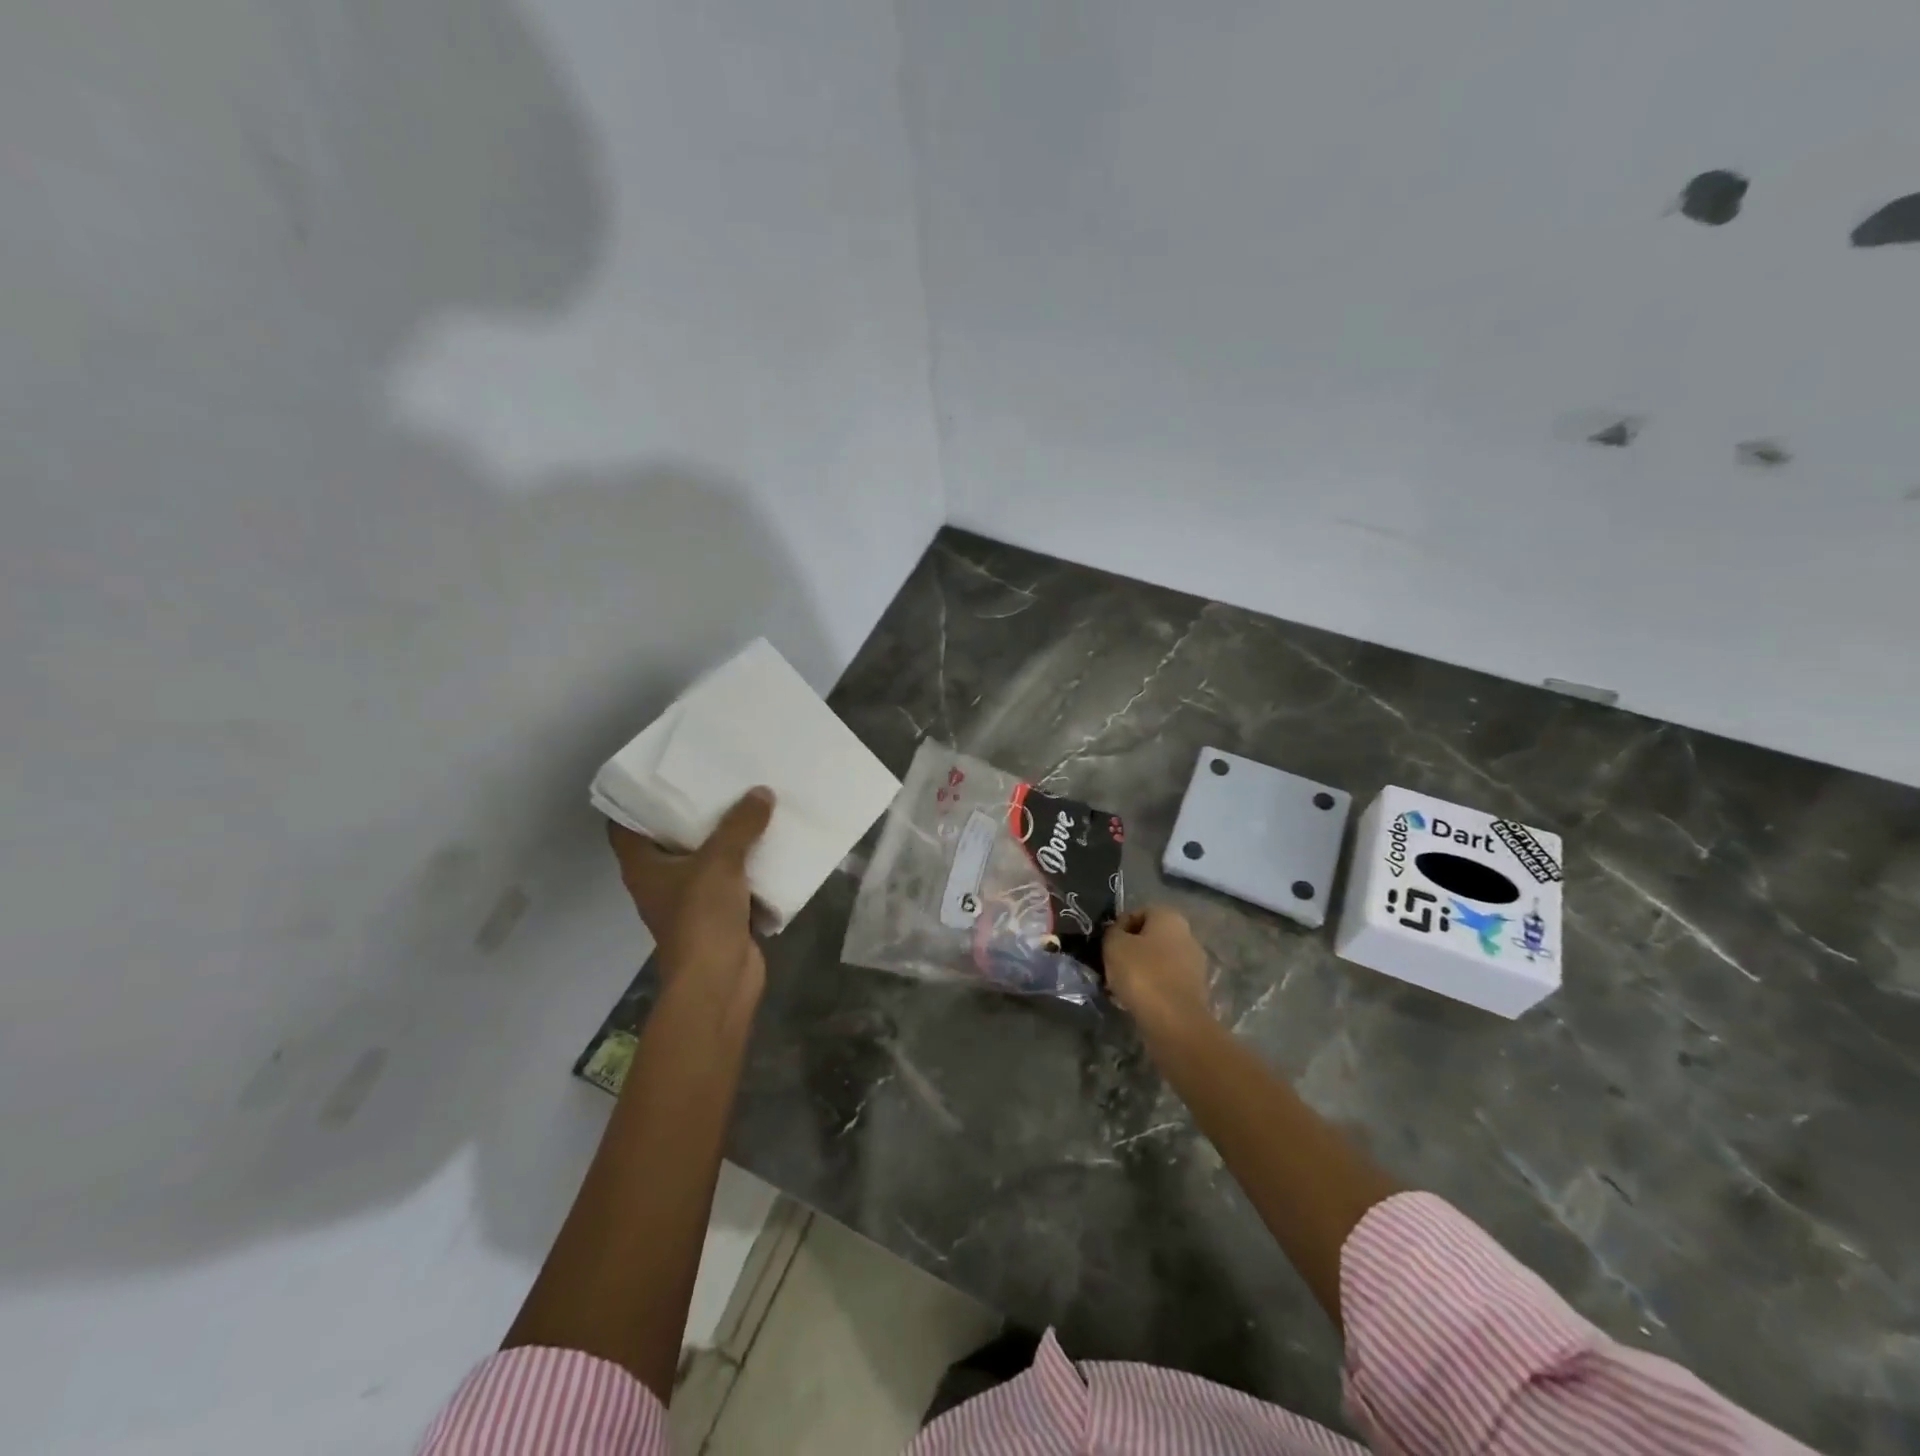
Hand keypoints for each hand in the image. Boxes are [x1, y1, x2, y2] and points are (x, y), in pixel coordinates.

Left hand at [608, 788, 773, 1000]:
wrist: (718, 981)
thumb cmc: (701, 917)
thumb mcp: (720, 861)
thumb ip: (740, 824)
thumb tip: (761, 792)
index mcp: (643, 865)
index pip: (624, 824)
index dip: (638, 798)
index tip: (663, 773)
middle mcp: (660, 880)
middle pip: (671, 838)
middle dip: (694, 812)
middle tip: (717, 779)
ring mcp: (689, 899)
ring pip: (706, 859)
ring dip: (726, 838)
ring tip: (749, 802)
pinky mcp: (718, 914)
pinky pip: (732, 881)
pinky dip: (747, 866)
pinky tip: (769, 842)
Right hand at [1103, 906, 1213, 1031]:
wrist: (1174, 1021)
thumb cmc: (1142, 973)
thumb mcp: (1114, 945)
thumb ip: (1112, 932)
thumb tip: (1117, 934)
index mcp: (1170, 917)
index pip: (1139, 912)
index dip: (1119, 926)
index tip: (1106, 944)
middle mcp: (1187, 936)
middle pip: (1149, 938)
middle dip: (1129, 951)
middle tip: (1110, 966)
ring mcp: (1194, 965)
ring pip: (1156, 962)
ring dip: (1137, 972)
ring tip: (1117, 988)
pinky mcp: (1194, 992)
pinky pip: (1164, 983)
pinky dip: (1149, 989)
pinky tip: (1133, 1002)